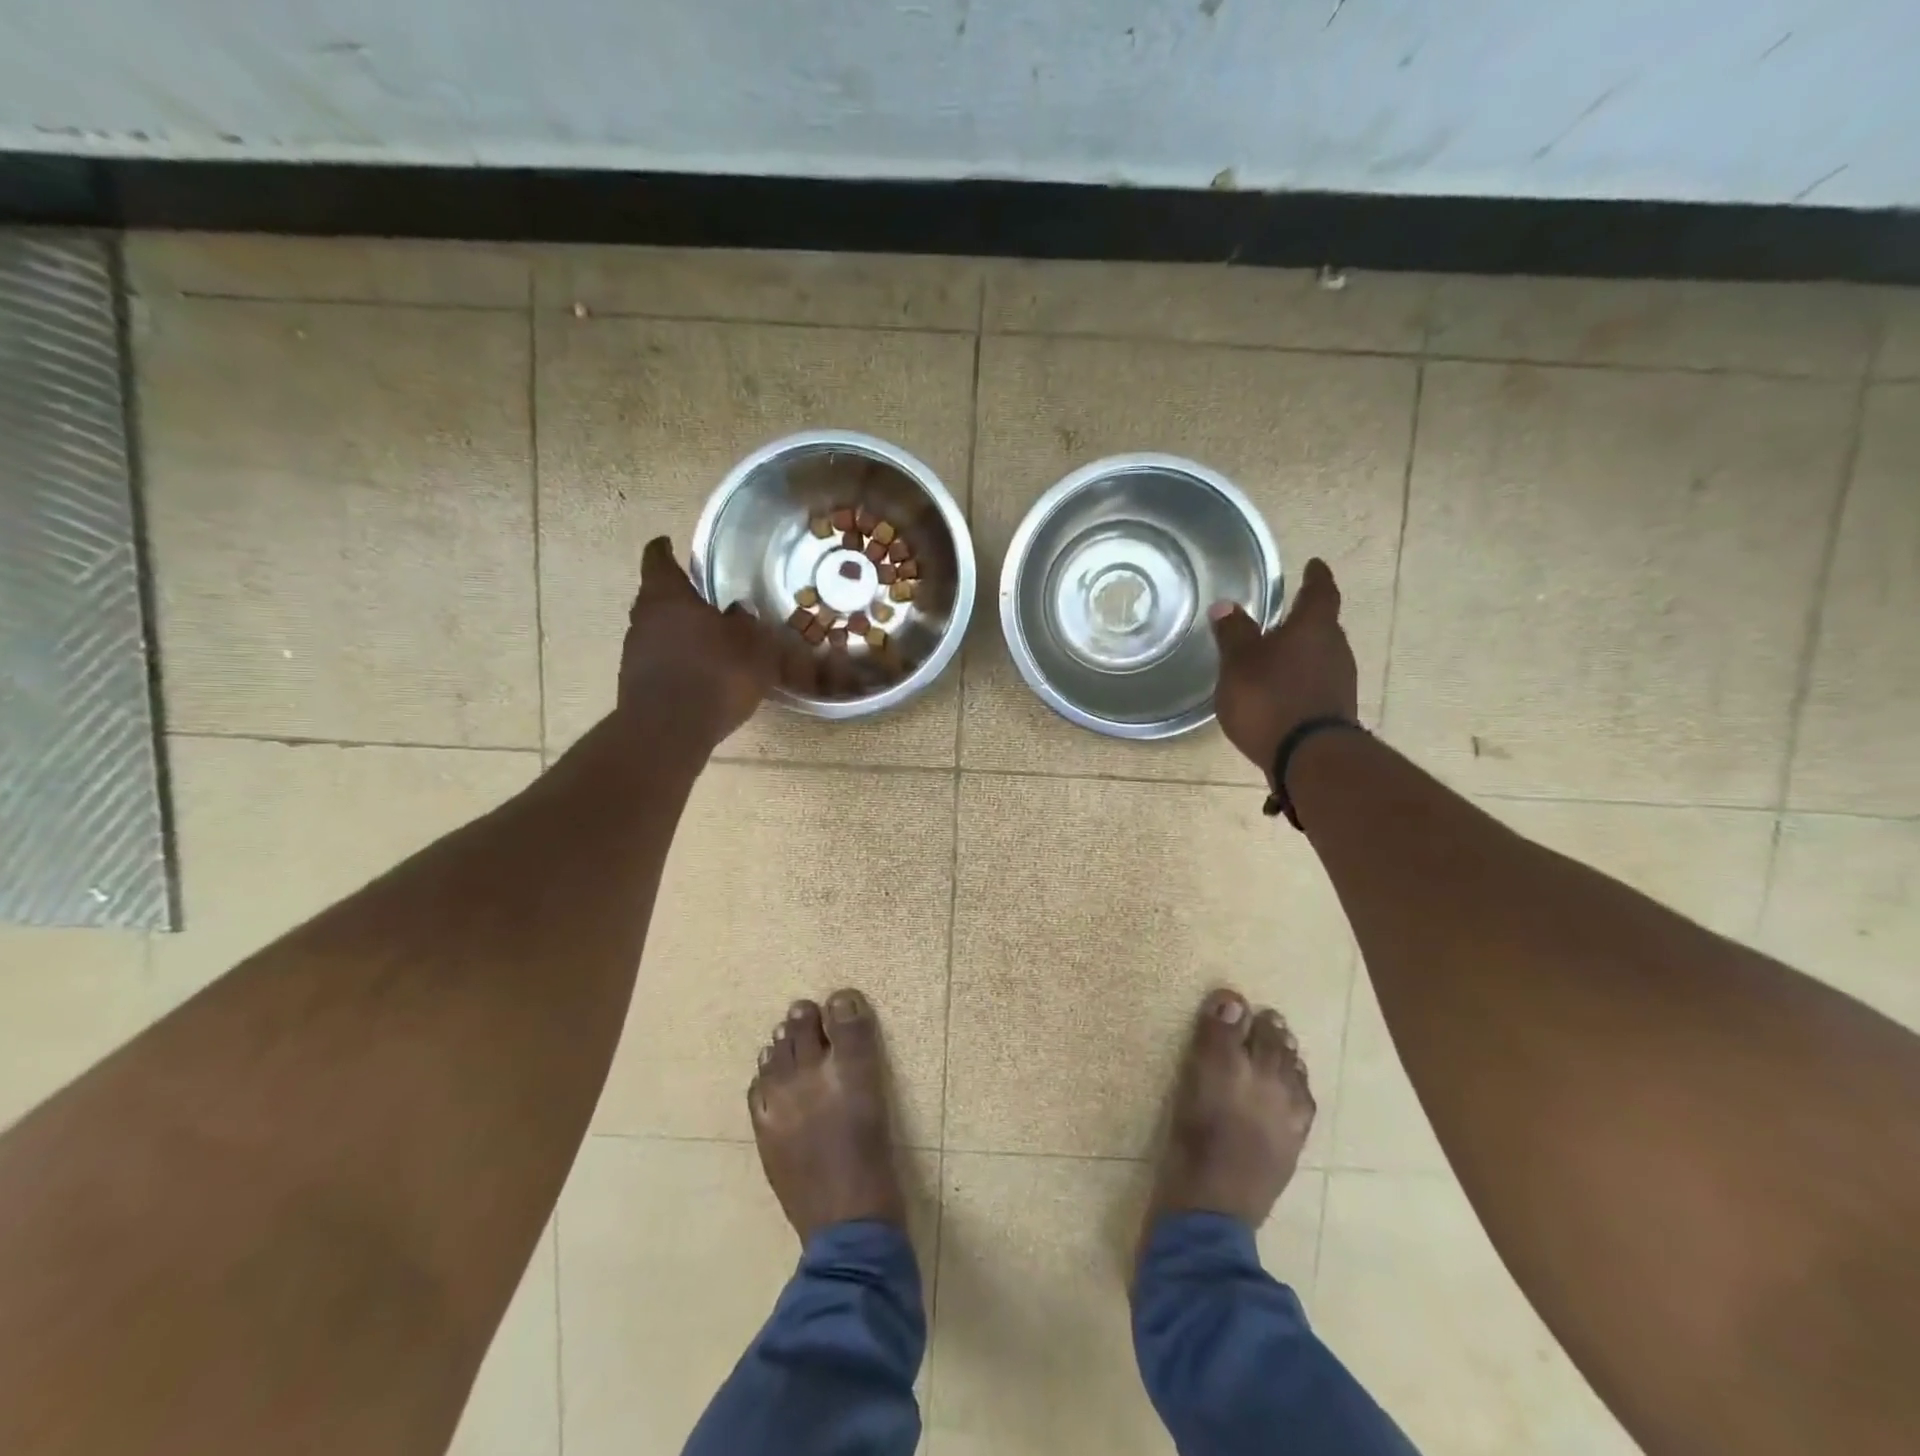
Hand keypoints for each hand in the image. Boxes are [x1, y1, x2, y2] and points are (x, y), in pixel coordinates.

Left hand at [618, 537, 779, 746]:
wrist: (669, 730)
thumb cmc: (715, 674)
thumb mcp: (751, 646)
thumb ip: (747, 623)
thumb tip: (740, 611)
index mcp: (667, 596)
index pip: (659, 559)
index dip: (665, 549)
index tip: (669, 543)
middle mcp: (643, 617)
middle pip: (656, 597)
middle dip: (678, 596)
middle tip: (704, 600)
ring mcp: (634, 651)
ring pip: (657, 630)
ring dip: (677, 631)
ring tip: (707, 641)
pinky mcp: (635, 682)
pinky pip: (659, 660)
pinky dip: (675, 659)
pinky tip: (698, 673)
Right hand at [1210, 558, 1358, 784]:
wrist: (1308, 757)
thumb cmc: (1269, 698)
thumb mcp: (1239, 663)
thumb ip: (1233, 634)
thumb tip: (1226, 606)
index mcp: (1313, 627)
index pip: (1319, 592)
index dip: (1315, 577)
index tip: (1314, 565)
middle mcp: (1334, 648)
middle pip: (1323, 625)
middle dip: (1304, 619)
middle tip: (1284, 614)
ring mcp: (1340, 682)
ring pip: (1320, 655)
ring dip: (1302, 653)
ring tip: (1276, 655)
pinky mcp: (1336, 710)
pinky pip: (1317, 683)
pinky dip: (1301, 679)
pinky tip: (1281, 690)